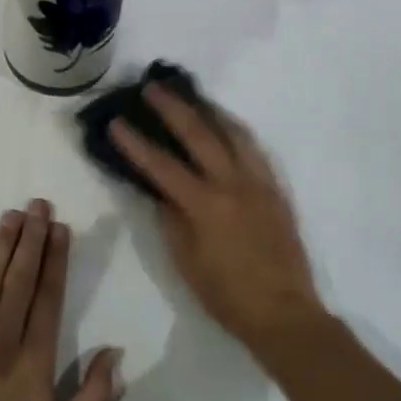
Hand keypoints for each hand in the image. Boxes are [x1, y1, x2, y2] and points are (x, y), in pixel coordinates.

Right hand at [110, 85, 328, 355]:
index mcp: (205, 205)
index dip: (135, 143)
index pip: (162, 166)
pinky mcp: (276, 189)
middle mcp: (233, 184)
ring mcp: (259, 183)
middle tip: (153, 87)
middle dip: (173, 108)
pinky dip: (236, 131)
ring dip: (210, 111)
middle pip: (200, 134)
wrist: (284, 313)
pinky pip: (254, 149)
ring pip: (234, 133)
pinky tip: (226, 127)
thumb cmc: (226, 295)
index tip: (116, 122)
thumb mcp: (186, 262)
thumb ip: (171, 220)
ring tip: (192, 96)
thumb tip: (160, 191)